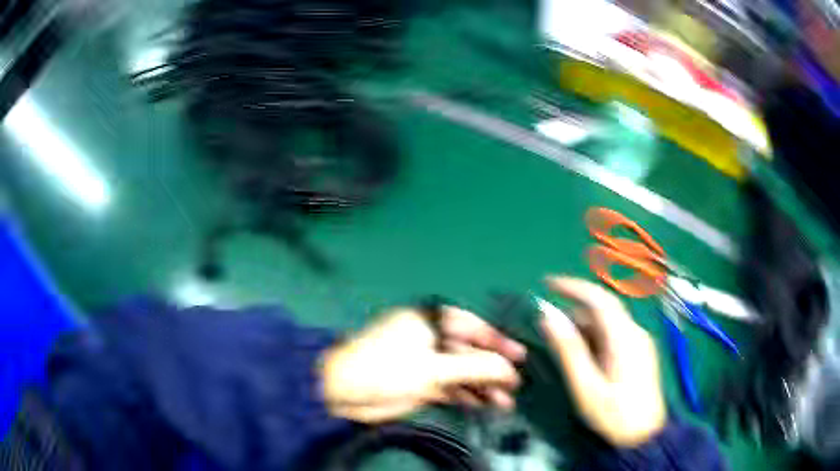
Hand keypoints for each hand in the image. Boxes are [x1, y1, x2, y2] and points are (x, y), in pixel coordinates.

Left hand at [320, 307, 525, 423]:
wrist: (344, 390)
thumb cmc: (388, 368)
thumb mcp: (434, 367)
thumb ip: (474, 368)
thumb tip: (508, 369)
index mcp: (431, 321)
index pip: (473, 327)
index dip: (497, 342)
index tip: (519, 357)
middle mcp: (430, 338)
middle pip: (469, 352)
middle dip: (491, 369)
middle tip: (514, 386)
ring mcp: (424, 362)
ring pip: (461, 372)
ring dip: (482, 386)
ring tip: (503, 403)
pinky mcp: (420, 383)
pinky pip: (449, 387)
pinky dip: (465, 396)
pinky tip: (481, 405)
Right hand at [539, 276, 666, 447]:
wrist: (644, 437)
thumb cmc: (614, 415)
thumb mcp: (586, 387)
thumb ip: (569, 351)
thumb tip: (548, 318)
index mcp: (623, 338)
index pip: (599, 299)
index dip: (573, 286)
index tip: (548, 283)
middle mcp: (635, 333)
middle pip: (603, 310)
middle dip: (576, 312)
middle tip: (551, 327)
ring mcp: (640, 342)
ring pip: (608, 323)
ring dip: (585, 328)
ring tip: (565, 349)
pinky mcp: (640, 352)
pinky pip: (615, 335)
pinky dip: (596, 338)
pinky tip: (586, 359)